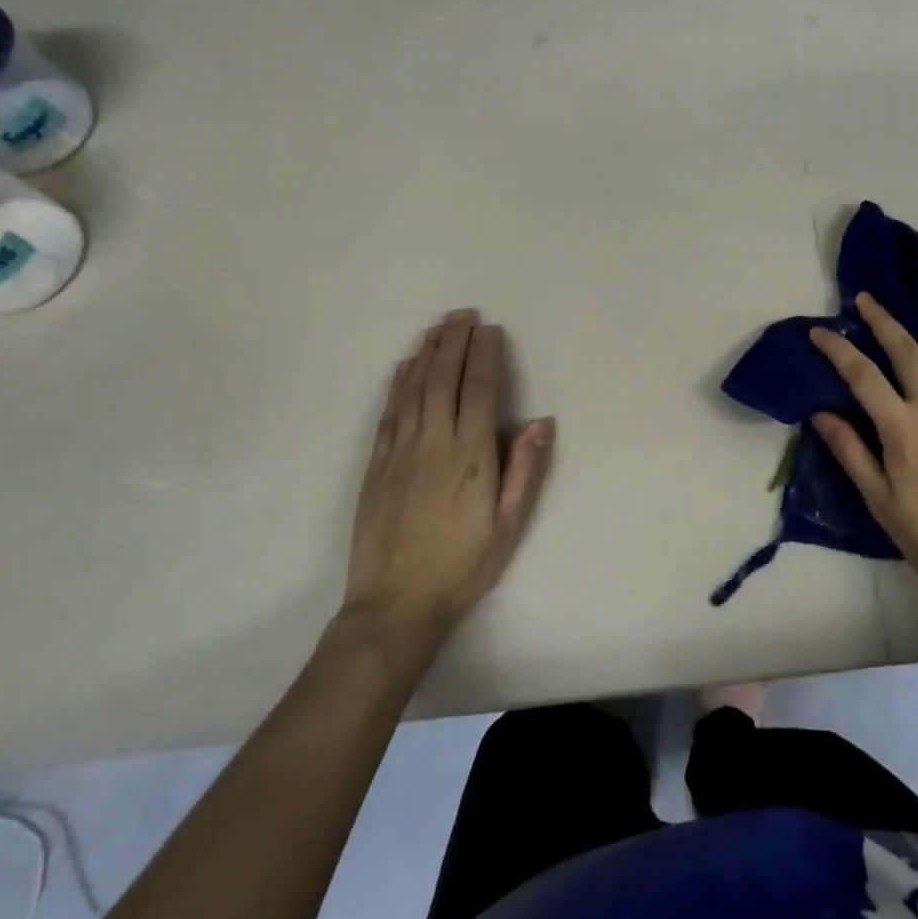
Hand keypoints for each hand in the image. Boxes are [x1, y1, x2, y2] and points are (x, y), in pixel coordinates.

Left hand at [343, 309, 554, 648]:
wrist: (395, 605)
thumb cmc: (463, 565)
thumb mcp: (509, 524)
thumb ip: (524, 468)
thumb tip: (541, 420)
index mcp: (470, 454)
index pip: (477, 389)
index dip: (483, 355)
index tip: (489, 329)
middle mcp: (433, 442)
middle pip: (443, 378)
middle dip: (454, 341)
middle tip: (463, 313)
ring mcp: (400, 451)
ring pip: (413, 389)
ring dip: (426, 353)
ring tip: (437, 327)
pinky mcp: (377, 465)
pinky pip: (389, 412)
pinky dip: (398, 384)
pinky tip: (404, 367)